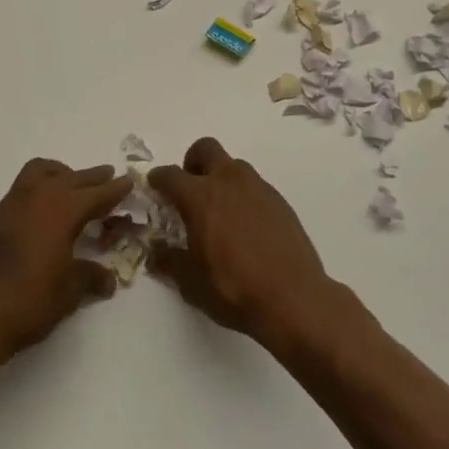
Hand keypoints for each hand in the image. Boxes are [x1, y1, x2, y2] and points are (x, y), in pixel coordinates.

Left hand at [0, 158, 132, 360]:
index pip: (96, 194)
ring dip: (62, 174)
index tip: (128, 181)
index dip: (114, 189)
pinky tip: (44, 211)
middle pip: (71, 178)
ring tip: (74, 186)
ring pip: (42, 172)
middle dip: (92, 178)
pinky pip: (24, 187)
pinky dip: (41, 187)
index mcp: (62, 209)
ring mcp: (12, 202)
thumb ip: (90, 277)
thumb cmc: (28, 301)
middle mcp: (37, 196)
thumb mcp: (68, 292)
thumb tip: (108, 279)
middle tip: (108, 178)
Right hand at [148, 137, 342, 351]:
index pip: (170, 175)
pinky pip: (254, 186)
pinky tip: (246, 227)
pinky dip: (243, 196)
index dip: (158, 179)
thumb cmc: (234, 289)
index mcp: (200, 196)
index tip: (154, 187)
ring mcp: (257, 188)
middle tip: (190, 189)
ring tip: (220, 211)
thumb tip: (155, 250)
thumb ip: (168, 260)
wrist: (294, 299)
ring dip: (220, 178)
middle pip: (205, 149)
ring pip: (233, 166)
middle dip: (192, 162)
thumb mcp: (190, 283)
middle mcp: (228, 181)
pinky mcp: (279, 200)